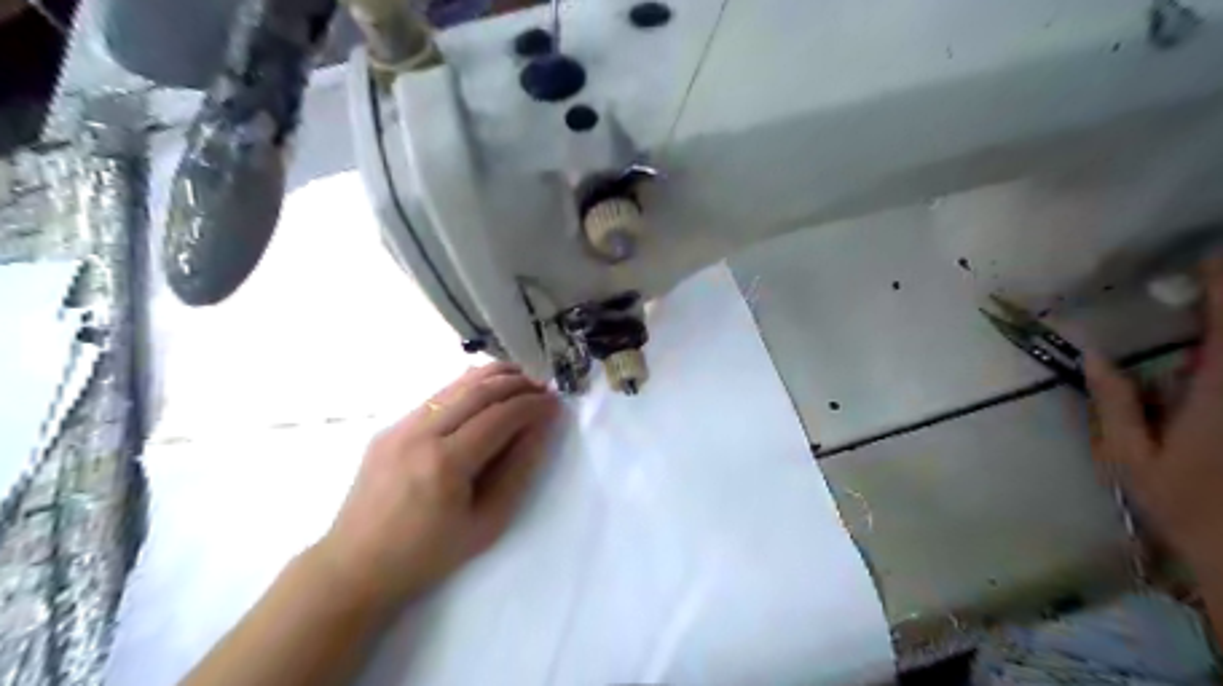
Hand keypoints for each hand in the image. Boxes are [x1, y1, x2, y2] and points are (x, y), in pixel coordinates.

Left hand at [314, 365, 561, 603]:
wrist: (356, 566)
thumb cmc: (429, 554)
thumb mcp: (487, 522)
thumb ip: (518, 471)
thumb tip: (540, 428)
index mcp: (445, 463)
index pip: (500, 416)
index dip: (532, 405)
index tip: (555, 403)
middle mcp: (420, 434)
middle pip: (478, 391)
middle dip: (517, 383)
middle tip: (543, 387)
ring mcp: (399, 427)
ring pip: (454, 386)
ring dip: (492, 377)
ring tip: (521, 377)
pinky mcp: (389, 428)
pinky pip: (436, 397)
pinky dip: (467, 388)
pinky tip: (484, 391)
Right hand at [1084, 257, 1222, 571]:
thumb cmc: (1186, 508)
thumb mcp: (1129, 459)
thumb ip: (1113, 403)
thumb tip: (1094, 353)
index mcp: (1219, 391)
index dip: (1220, 283)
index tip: (1204, 262)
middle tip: (1206, 285)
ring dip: (1218, 332)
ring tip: (1200, 330)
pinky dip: (1215, 358)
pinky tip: (1197, 367)